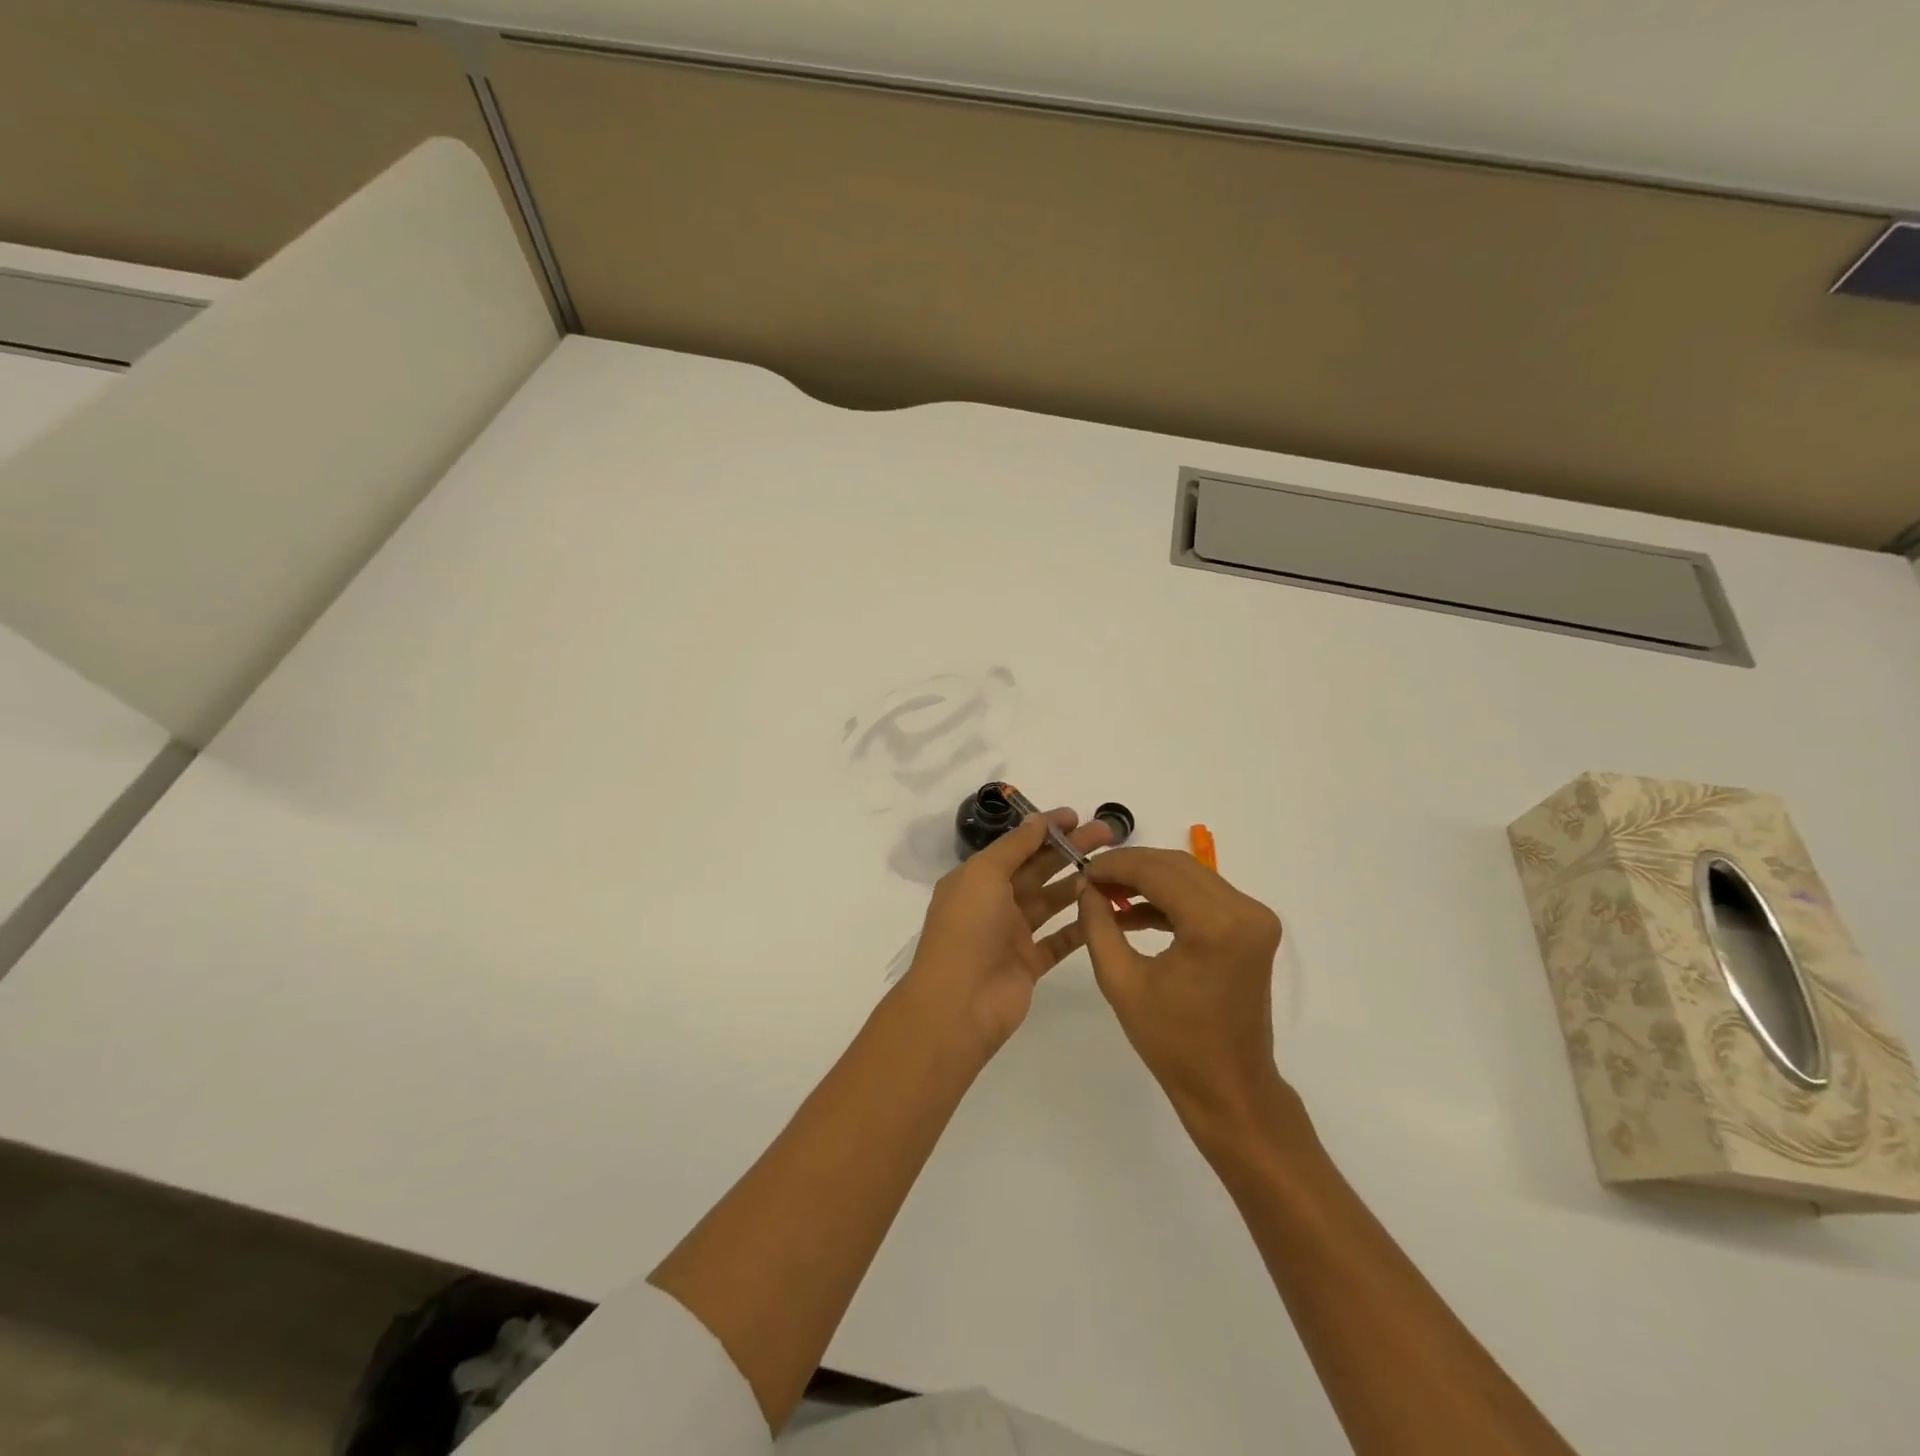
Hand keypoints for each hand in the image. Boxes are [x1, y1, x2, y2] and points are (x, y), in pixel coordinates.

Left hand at [902, 809, 1114, 1051]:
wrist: (959, 1003)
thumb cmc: (967, 928)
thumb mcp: (984, 874)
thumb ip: (1014, 847)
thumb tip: (1038, 821)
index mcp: (977, 879)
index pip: (1016, 846)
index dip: (1045, 829)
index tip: (1077, 816)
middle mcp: (994, 902)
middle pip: (1038, 869)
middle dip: (1069, 850)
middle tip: (1107, 835)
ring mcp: (1012, 934)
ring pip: (1051, 901)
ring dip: (1077, 884)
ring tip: (1110, 869)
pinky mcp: (1030, 964)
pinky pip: (1060, 939)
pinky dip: (1080, 925)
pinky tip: (1106, 909)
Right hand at [1077, 848, 1291, 1134]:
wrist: (1230, 1087)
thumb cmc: (1173, 1043)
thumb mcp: (1121, 982)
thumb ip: (1098, 926)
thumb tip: (1085, 886)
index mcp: (1215, 925)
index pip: (1157, 871)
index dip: (1115, 866)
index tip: (1082, 870)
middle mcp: (1244, 911)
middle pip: (1176, 865)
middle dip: (1130, 867)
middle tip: (1091, 879)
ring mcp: (1255, 918)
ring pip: (1190, 876)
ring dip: (1148, 879)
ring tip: (1107, 895)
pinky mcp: (1253, 928)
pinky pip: (1204, 895)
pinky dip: (1169, 897)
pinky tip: (1133, 912)